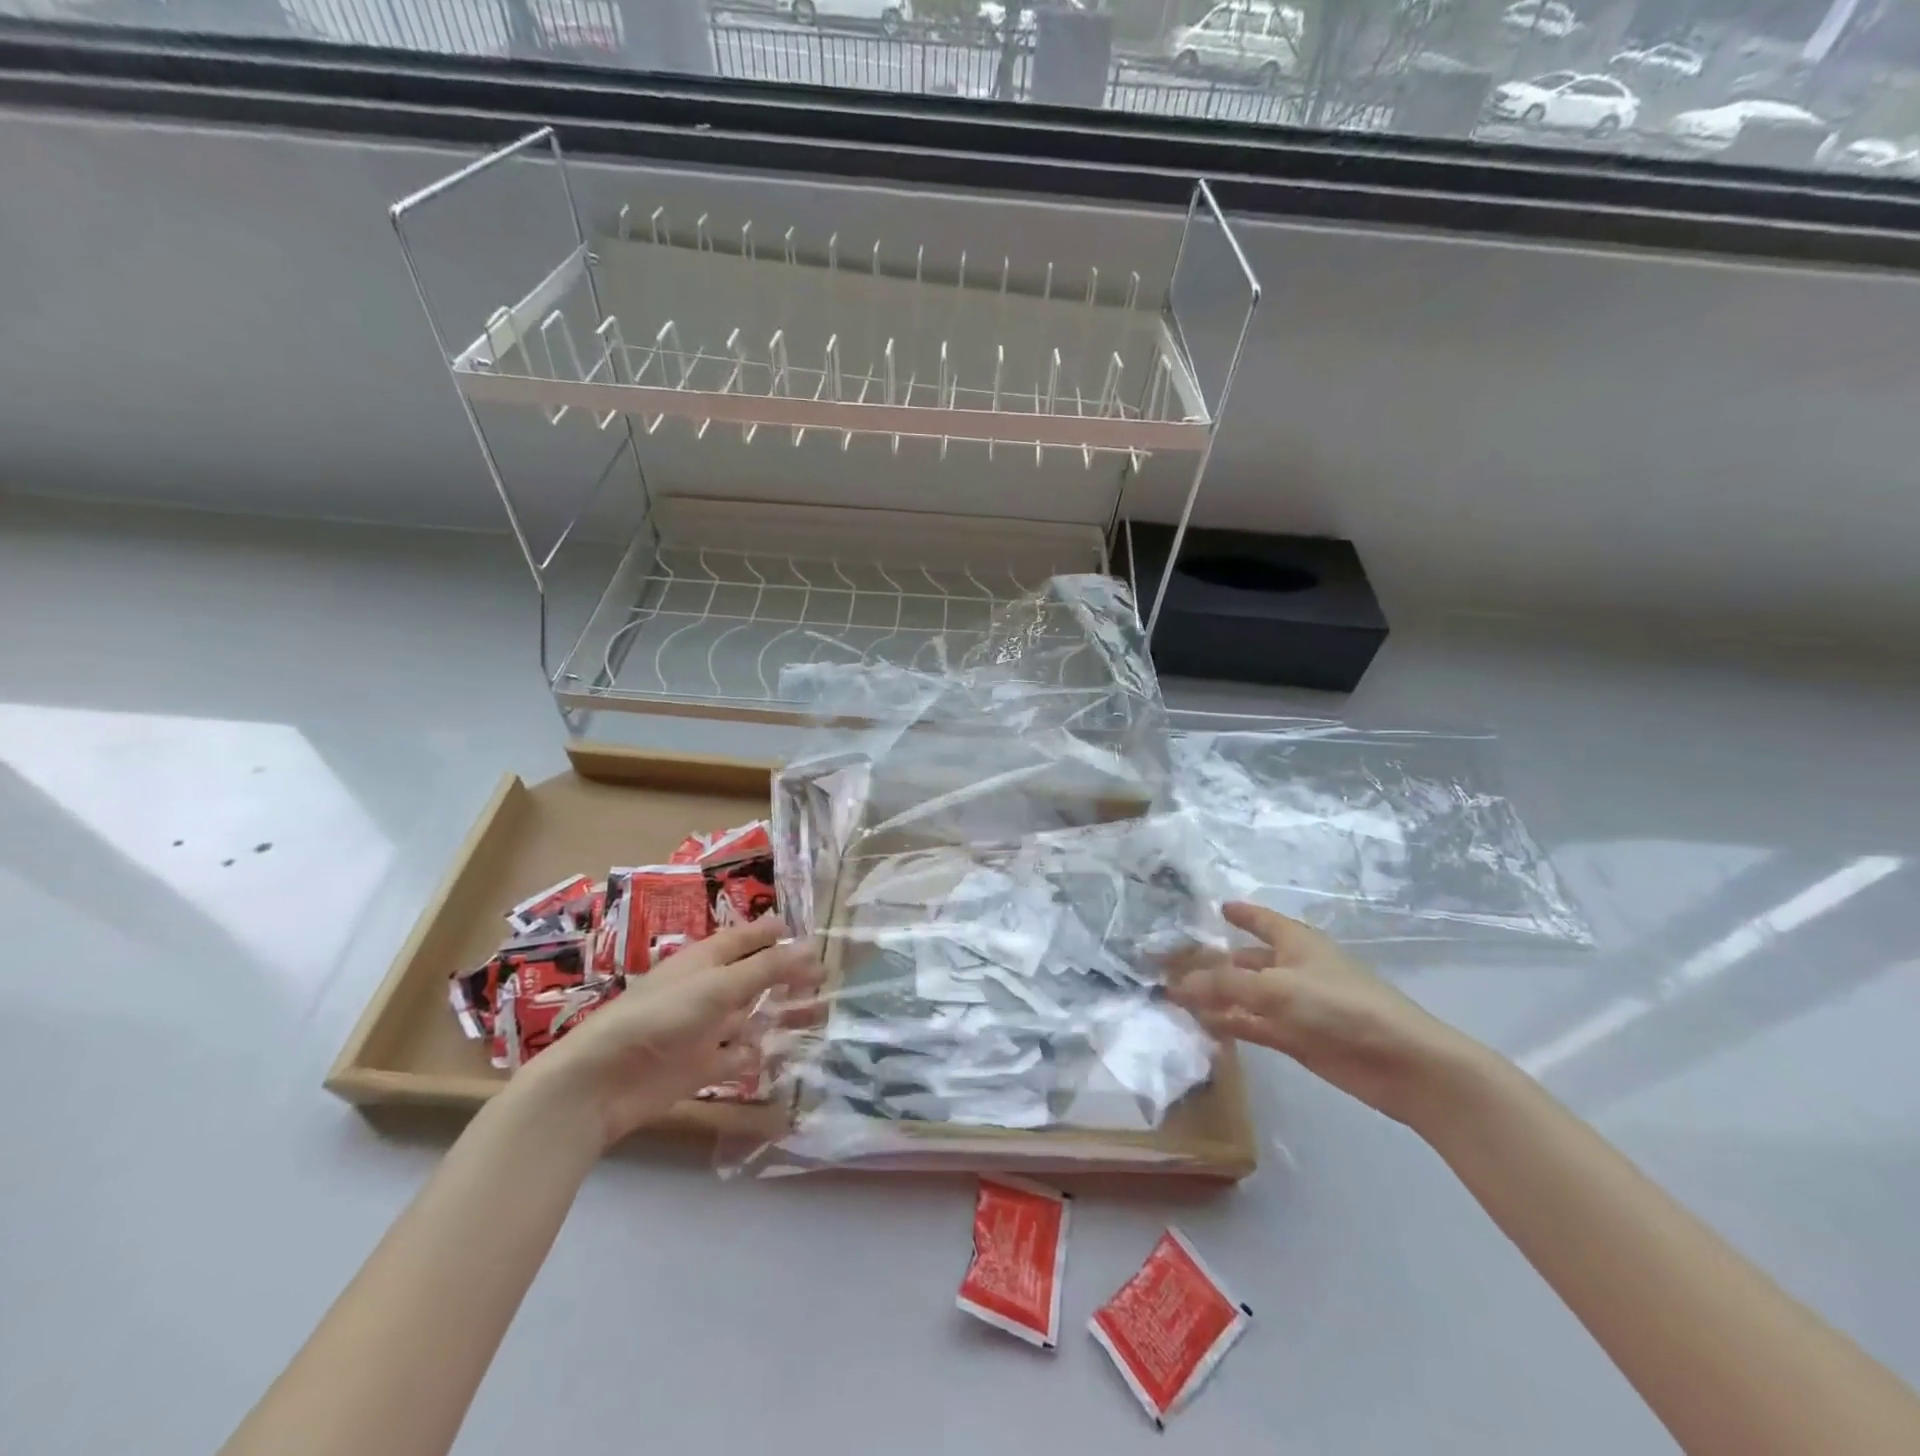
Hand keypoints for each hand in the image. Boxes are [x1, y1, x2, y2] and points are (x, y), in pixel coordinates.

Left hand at [512, 919, 821, 1149]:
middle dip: (787, 976)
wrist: (605, 1080)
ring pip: (751, 1016)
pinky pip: (738, 1055)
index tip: (807, 931)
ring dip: (780, 1015)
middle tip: (826, 978)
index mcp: (707, 960)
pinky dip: (758, 1053)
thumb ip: (767, 967)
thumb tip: (814, 947)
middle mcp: (708, 989)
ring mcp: (705, 1028)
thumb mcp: (720, 985)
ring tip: (820, 1015)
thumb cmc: (662, 1016)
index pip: (747, 937)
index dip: (774, 932)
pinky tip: (784, 1054)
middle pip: (754, 977)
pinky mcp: (702, 1066)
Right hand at [1169, 902, 1483, 1127]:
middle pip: (1247, 961)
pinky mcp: (1296, 1039)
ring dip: (1216, 997)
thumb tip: (1179, 984)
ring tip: (1175, 997)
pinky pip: (1253, 1025)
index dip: (1241, 913)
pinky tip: (1201, 1025)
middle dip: (1215, 962)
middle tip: (1173, 964)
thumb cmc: (1340, 1006)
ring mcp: (1294, 1006)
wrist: (1401, 1063)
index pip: (1261, 920)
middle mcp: (1292, 969)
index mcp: (1296, 942)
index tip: (1217, 907)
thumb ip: (1225, 985)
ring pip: (1246, 996)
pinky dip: (1230, 1024)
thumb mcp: (1276, 988)